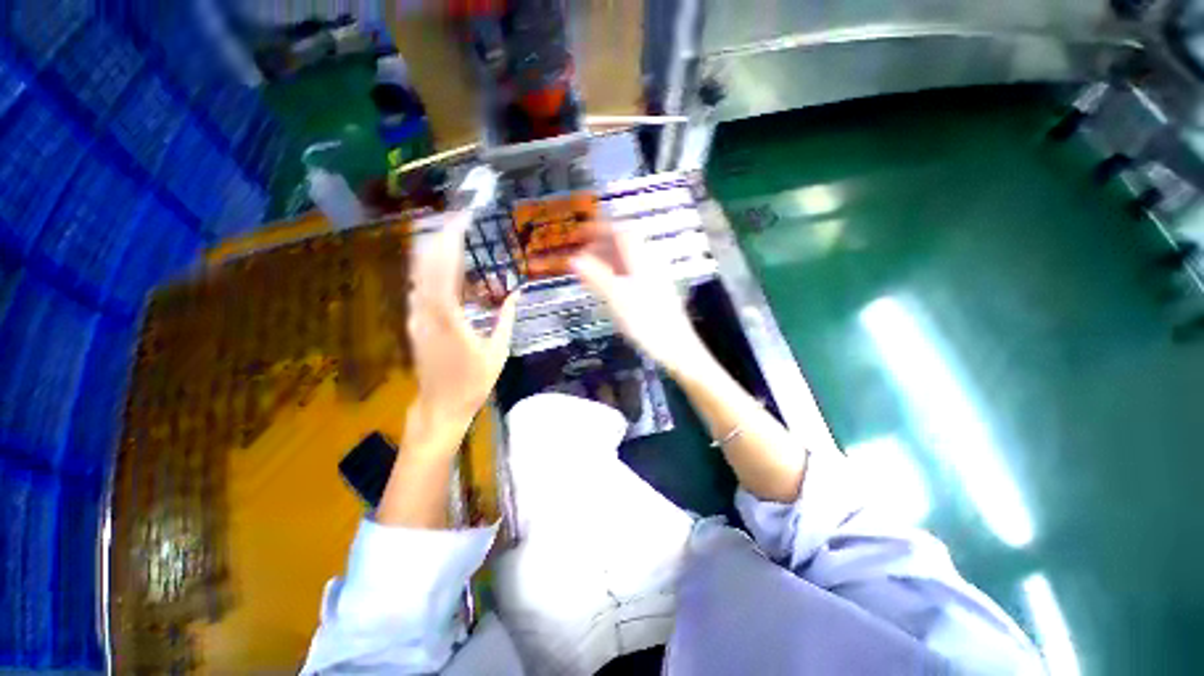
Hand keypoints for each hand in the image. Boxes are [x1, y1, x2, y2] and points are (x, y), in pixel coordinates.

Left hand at [406, 211, 519, 447]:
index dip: (451, 241)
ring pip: (418, 274)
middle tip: (458, 219)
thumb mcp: (498, 351)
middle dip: (440, 237)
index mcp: (449, 319)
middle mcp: (426, 312)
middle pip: (426, 265)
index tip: (462, 220)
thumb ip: (506, 319)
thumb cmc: (473, 382)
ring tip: (450, 233)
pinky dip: (429, 269)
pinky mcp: (414, 323)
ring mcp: (416, 317)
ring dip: (432, 250)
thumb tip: (517, 294)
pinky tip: (441, 263)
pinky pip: (419, 287)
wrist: (440, 406)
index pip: (445, 269)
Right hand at [570, 224, 709, 378]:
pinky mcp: (656, 290)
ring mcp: (654, 277)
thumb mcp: (617, 299)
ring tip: (590, 269)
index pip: (622, 232)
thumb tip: (573, 259)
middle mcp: (650, 263)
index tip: (581, 233)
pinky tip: (608, 284)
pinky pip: (633, 272)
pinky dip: (617, 272)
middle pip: (626, 244)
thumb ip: (596, 277)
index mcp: (642, 260)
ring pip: (629, 259)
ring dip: (609, 258)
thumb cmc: (647, 323)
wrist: (676, 347)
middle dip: (602, 244)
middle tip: (582, 253)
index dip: (601, 228)